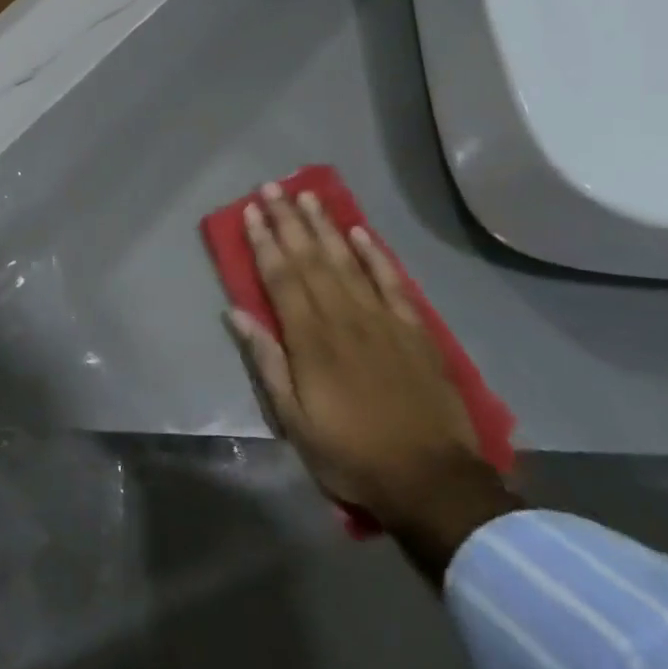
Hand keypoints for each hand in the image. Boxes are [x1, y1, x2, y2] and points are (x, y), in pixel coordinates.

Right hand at [226, 183, 491, 530]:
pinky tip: (359, 231)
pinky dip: (374, 254)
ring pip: (347, 260)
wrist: (431, 480)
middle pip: (311, 258)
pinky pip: (391, 281)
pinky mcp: (413, 329)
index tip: (250, 212)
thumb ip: (267, 362)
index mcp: (310, 339)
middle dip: (288, 221)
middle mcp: (343, 317)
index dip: (264, 242)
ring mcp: (382, 319)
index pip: (281, 277)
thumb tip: (236, 314)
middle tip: (272, 188)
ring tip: (308, 196)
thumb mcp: (294, 420)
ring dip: (325, 226)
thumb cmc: (351, 453)